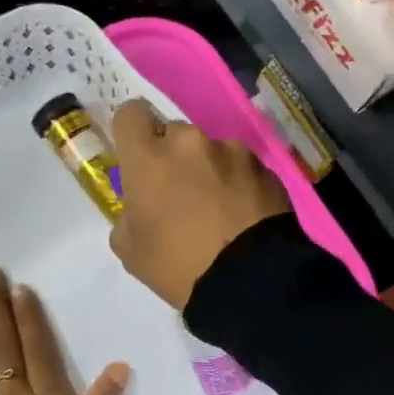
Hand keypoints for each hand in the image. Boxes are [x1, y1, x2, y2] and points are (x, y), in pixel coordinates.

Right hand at [108, 100, 293, 310]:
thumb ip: (128, 214)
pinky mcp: (264, 166)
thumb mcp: (130, 250)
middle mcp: (190, 142)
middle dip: (173, 156)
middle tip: (180, 193)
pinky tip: (243, 214)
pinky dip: (238, 182)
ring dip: (209, 168)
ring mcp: (232, 151)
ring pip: (210, 150)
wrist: (251, 281)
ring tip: (219, 208)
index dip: (132, 131)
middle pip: (173, 133)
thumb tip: (140, 206)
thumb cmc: (178, 267)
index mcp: (149, 158)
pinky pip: (241, 166)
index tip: (138, 155)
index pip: (130, 114)